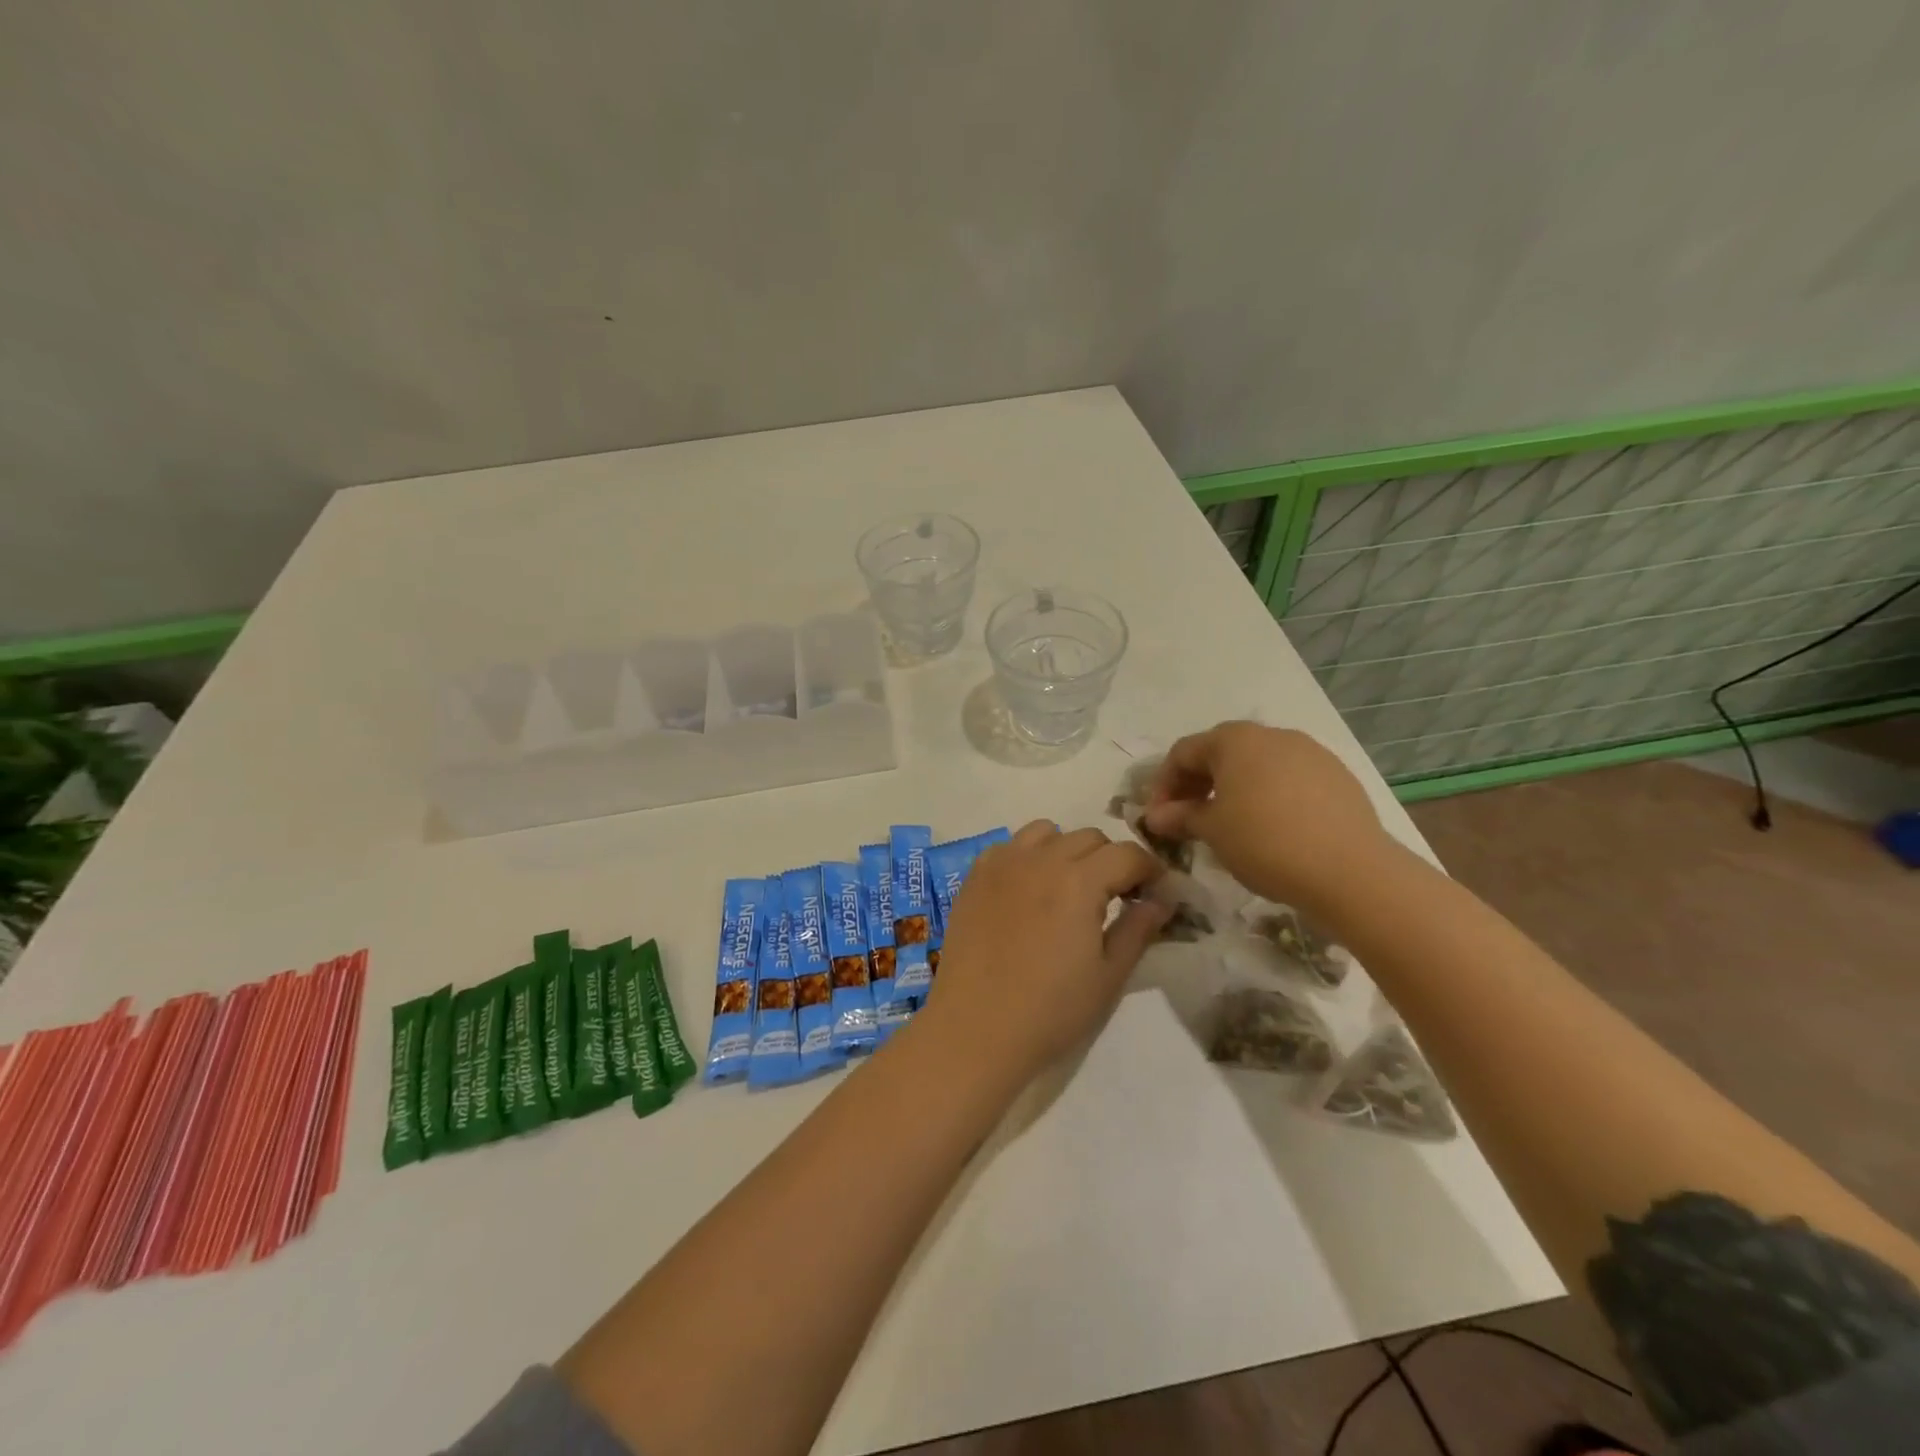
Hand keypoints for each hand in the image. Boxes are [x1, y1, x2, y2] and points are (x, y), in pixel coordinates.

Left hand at [925, 822, 1167, 1084]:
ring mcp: (1002, 863)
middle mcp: (1040, 859)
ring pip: (1047, 833)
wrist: (975, 1029)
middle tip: (1116, 896)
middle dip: (1111, 860)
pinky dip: (1028, 856)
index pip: (1128, 854)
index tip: (1156, 893)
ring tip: (1069, 888)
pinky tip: (1029, 890)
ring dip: (1067, 850)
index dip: (1150, 870)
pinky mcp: (974, 876)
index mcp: (1079, 881)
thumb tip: (1161, 900)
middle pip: (1089, 837)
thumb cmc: (1050, 1011)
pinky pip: (1010, 846)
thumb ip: (1138, 930)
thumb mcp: (1108, 976)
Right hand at [1142, 721, 1396, 922]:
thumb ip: (1180, 817)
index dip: (1163, 784)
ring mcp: (1310, 753)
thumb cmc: (1265, 842)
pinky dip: (1269, 797)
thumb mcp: (1212, 831)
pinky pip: (1289, 780)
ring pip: (1258, 765)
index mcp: (1235, 740)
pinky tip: (1270, 829)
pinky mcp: (1337, 776)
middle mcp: (1273, 735)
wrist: (1350, 871)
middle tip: (1188, 819)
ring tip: (1228, 825)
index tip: (1157, 817)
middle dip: (1198, 785)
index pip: (1183, 752)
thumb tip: (1155, 816)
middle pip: (1222, 753)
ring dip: (1234, 790)